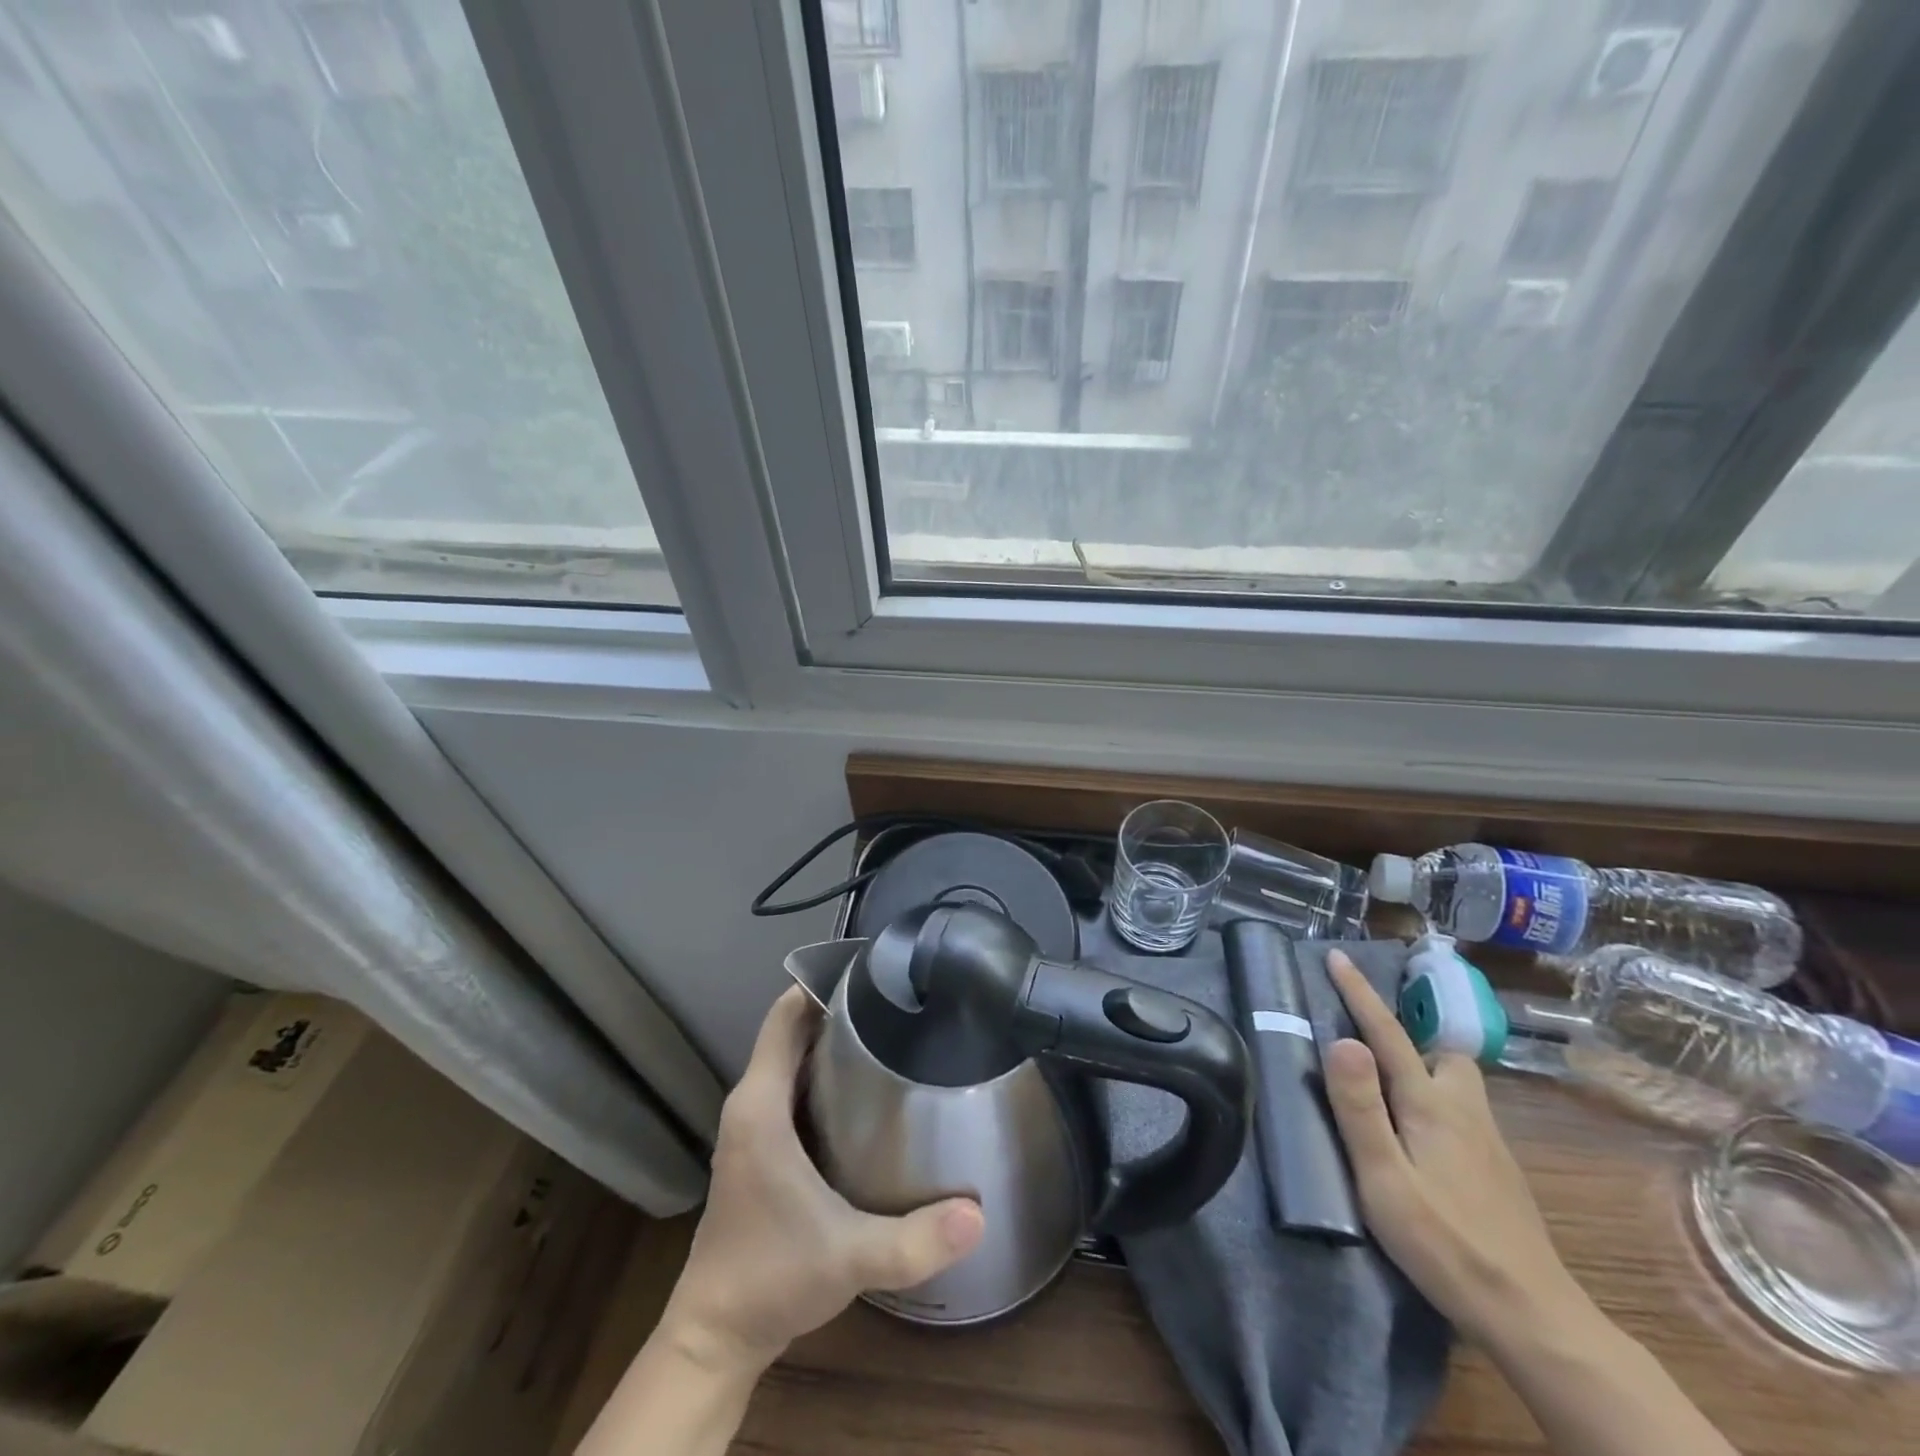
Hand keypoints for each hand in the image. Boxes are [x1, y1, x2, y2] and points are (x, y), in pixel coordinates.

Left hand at [659, 987, 985, 1374]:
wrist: (717, 1337)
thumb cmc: (772, 1279)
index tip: (869, 969)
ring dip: (830, 1040)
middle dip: (837, 1007)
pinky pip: (790, 1088)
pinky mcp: (758, 1149)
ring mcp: (751, 1128)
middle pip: (792, 1031)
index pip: (784, 1017)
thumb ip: (914, 1239)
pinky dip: (821, 1072)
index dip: (818, 984)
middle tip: (896, 996)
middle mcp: (751, 1105)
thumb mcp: (849, 1257)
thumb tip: (979, 1214)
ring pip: (791, 1060)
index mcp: (760, 1106)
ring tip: (889, 1028)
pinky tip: (865, 1087)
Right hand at [1324, 952, 1587, 1347]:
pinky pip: (1462, 1112)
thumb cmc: (1445, 1243)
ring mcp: (1488, 1141)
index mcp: (1431, 1104)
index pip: (1386, 1033)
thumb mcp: (1384, 1177)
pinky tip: (1420, 1138)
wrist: (1532, 1317)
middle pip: (1441, 1051)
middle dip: (1409, 1034)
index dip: (1359, 993)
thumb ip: (1360, 1107)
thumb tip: (1342, 1039)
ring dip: (1425, 1067)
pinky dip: (1436, 1102)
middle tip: (1371, 1041)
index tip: (1338, 955)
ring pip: (1456, 1082)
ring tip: (1389, 1087)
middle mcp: (1464, 1110)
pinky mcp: (1497, 1171)